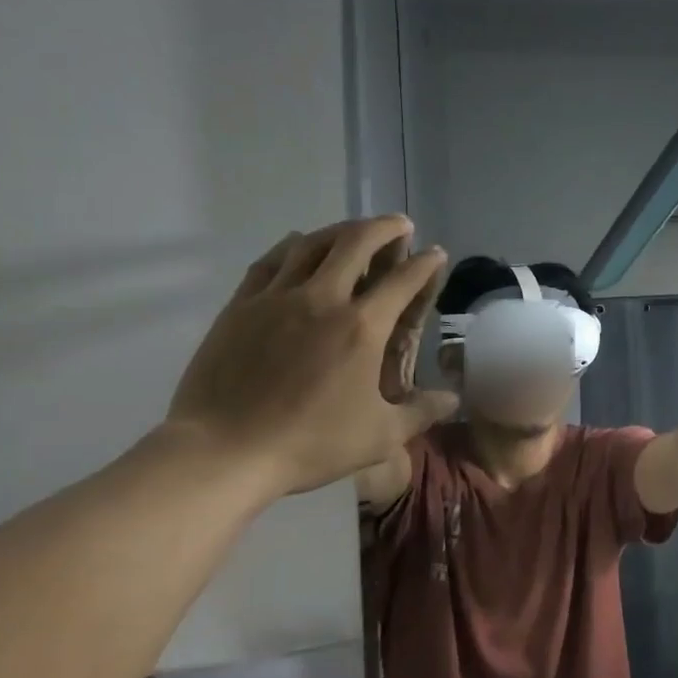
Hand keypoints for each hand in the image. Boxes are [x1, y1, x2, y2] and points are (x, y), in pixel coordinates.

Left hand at [165, 218, 459, 496]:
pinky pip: (271, 261)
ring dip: (341, 230)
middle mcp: (324, 299)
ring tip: (355, 231)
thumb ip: (422, 413)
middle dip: (385, 227)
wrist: (223, 452)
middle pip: (357, 243)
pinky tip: (299, 244)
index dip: (425, 263)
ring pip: (312, 243)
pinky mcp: (241, 306)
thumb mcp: (380, 436)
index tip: (435, 254)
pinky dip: (292, 246)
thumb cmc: (310, 444)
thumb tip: (454, 400)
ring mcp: (277, 297)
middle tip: (400, 225)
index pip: (404, 279)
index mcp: (363, 327)